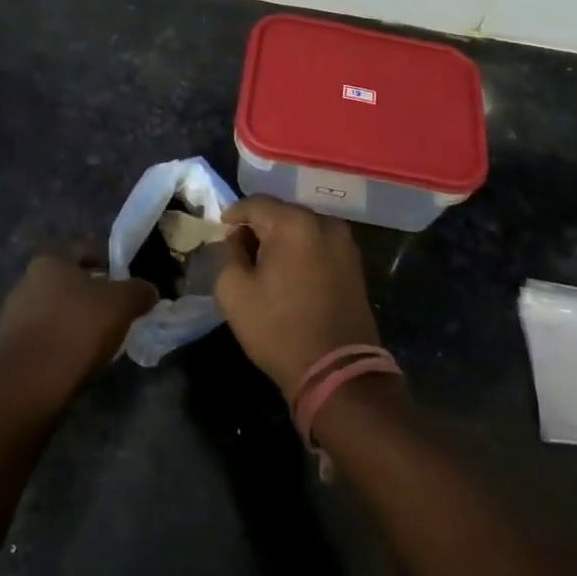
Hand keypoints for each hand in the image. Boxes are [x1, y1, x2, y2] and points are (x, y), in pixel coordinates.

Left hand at [0, 250, 155, 402]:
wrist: (26, 385)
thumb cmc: (76, 329)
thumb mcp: (121, 305)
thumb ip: (139, 292)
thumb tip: (149, 291)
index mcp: (50, 261)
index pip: (85, 251)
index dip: (109, 265)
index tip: (125, 287)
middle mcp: (26, 281)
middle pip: (68, 283)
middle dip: (91, 297)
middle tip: (115, 316)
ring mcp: (12, 316)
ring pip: (54, 312)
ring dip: (74, 323)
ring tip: (97, 344)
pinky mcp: (7, 349)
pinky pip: (43, 339)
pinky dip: (59, 346)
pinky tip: (74, 363)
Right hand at [215, 196, 380, 395]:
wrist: (338, 372)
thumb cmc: (279, 329)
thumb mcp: (234, 292)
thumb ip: (227, 254)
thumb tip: (236, 239)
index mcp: (293, 223)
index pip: (255, 203)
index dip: (234, 214)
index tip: (221, 229)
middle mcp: (323, 223)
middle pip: (281, 212)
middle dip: (259, 226)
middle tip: (240, 248)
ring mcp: (345, 243)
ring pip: (302, 228)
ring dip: (282, 239)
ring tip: (265, 263)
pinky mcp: (355, 264)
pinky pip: (319, 245)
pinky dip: (302, 251)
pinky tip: (290, 273)